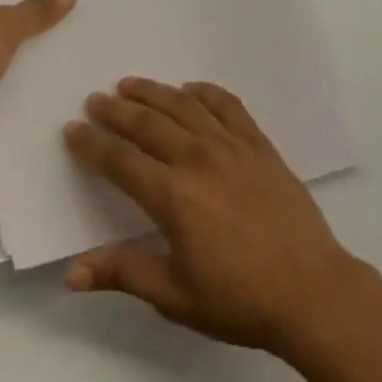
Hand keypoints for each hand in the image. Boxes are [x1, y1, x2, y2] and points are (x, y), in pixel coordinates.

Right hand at [62, 79, 368, 356]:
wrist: (308, 288)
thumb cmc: (238, 298)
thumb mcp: (175, 296)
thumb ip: (124, 273)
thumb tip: (72, 272)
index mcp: (174, 196)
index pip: (121, 162)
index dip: (93, 145)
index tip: (73, 129)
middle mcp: (198, 158)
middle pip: (148, 123)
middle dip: (117, 110)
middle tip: (96, 98)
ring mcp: (230, 144)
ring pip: (183, 105)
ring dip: (153, 92)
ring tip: (130, 84)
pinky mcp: (257, 140)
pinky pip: (226, 103)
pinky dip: (204, 91)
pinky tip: (190, 89)